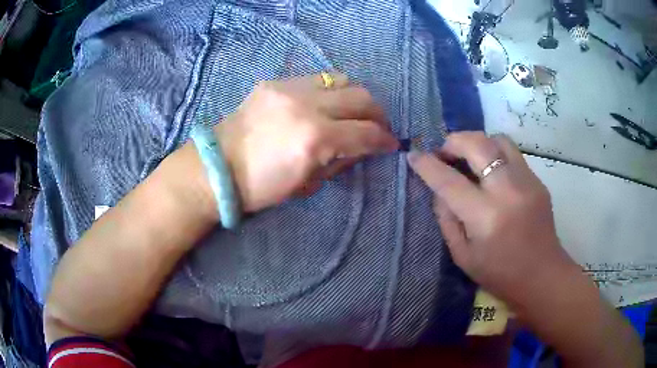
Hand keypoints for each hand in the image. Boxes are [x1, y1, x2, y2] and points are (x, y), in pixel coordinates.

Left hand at [216, 73, 398, 212]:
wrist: (217, 168)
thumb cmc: (261, 187)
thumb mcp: (307, 184)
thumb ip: (340, 161)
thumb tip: (361, 147)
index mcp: (315, 139)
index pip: (366, 133)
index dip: (384, 139)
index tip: (391, 144)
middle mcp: (307, 106)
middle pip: (361, 97)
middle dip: (378, 114)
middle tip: (378, 126)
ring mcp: (289, 89)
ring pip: (341, 79)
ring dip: (355, 97)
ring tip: (353, 112)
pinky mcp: (275, 82)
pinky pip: (315, 79)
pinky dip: (329, 91)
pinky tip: (324, 104)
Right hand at [407, 132, 575, 309]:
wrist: (542, 276)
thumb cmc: (499, 275)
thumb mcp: (462, 256)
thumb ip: (447, 219)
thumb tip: (439, 190)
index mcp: (486, 217)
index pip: (449, 181)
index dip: (427, 165)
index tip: (414, 155)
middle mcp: (508, 192)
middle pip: (477, 145)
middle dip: (453, 142)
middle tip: (444, 153)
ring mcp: (527, 182)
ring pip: (497, 140)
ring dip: (477, 143)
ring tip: (469, 159)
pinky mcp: (538, 181)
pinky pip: (512, 153)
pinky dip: (494, 154)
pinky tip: (491, 173)